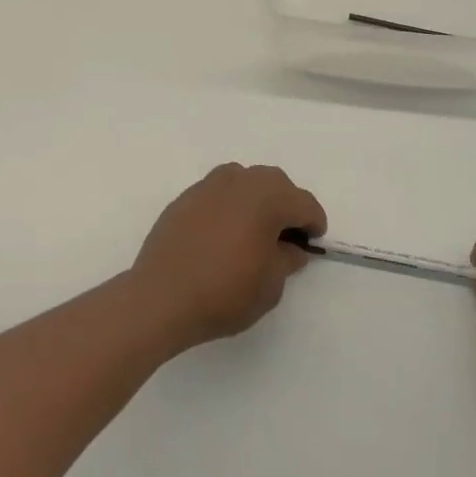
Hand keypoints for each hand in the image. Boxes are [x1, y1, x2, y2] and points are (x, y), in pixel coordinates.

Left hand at [129, 164, 326, 348]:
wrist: (162, 296)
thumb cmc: (225, 292)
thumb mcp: (270, 285)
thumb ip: (286, 259)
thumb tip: (290, 247)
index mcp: (266, 198)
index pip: (303, 202)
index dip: (313, 222)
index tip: (312, 243)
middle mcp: (238, 182)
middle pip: (274, 182)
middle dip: (286, 204)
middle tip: (286, 236)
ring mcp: (207, 186)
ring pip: (243, 180)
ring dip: (256, 198)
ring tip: (254, 229)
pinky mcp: (184, 198)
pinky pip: (217, 192)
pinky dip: (229, 204)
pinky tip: (224, 232)